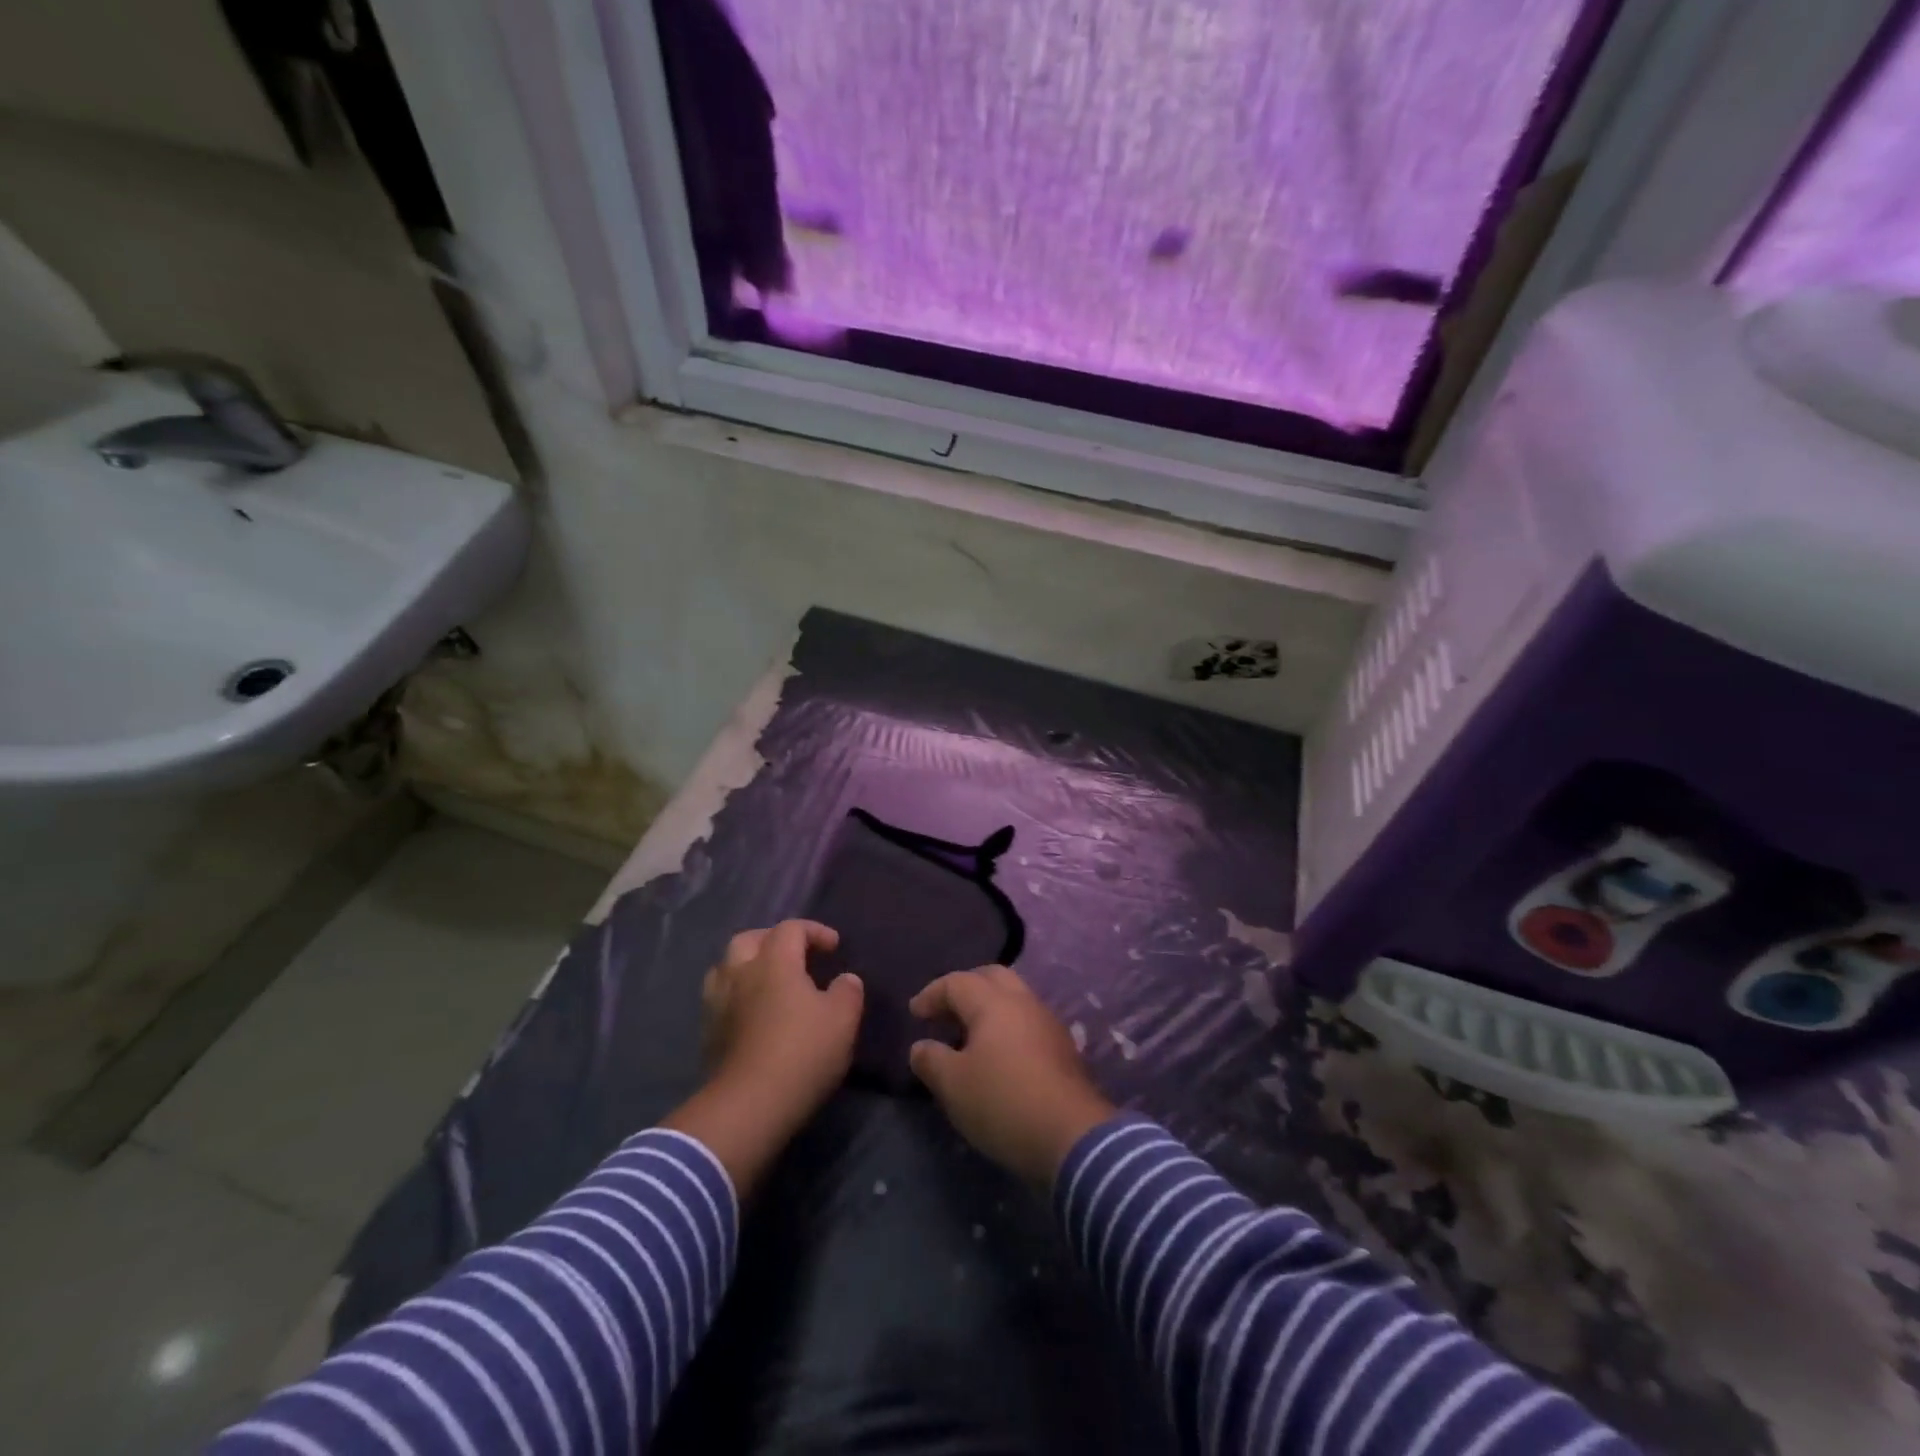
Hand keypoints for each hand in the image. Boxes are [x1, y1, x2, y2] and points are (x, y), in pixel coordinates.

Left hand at [663, 920, 862, 1195]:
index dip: (814, 931)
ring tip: (768, 982)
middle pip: (749, 939)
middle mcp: (740, 973)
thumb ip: (847, 991)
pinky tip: (753, 1015)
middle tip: (794, 955)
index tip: (834, 947)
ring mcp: (718, 1004)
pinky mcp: (708, 1034)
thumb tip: (845, 979)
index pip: (790, 929)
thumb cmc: (802, 1053)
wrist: (749, 1106)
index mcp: (774, 962)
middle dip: (772, 940)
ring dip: (747, 967)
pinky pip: (720, 1000)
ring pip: (726, 968)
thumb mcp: (842, 1020)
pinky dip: (737, 997)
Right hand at [909, 966, 1114, 1187]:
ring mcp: (1048, 1023)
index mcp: (994, 1002)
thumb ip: (931, 1060)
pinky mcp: (1063, 1049)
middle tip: (945, 1011)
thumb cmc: (1003, 1102)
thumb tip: (921, 1046)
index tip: (914, 1013)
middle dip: (965, 988)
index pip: (957, 982)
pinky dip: (1006, 1027)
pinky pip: (1027, 1022)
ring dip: (988, 1008)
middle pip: (991, 978)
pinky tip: (997, 1056)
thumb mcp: (953, 1085)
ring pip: (1014, 999)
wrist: (1072, 1137)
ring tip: (968, 1035)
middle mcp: (1024, 1002)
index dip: (931, 994)